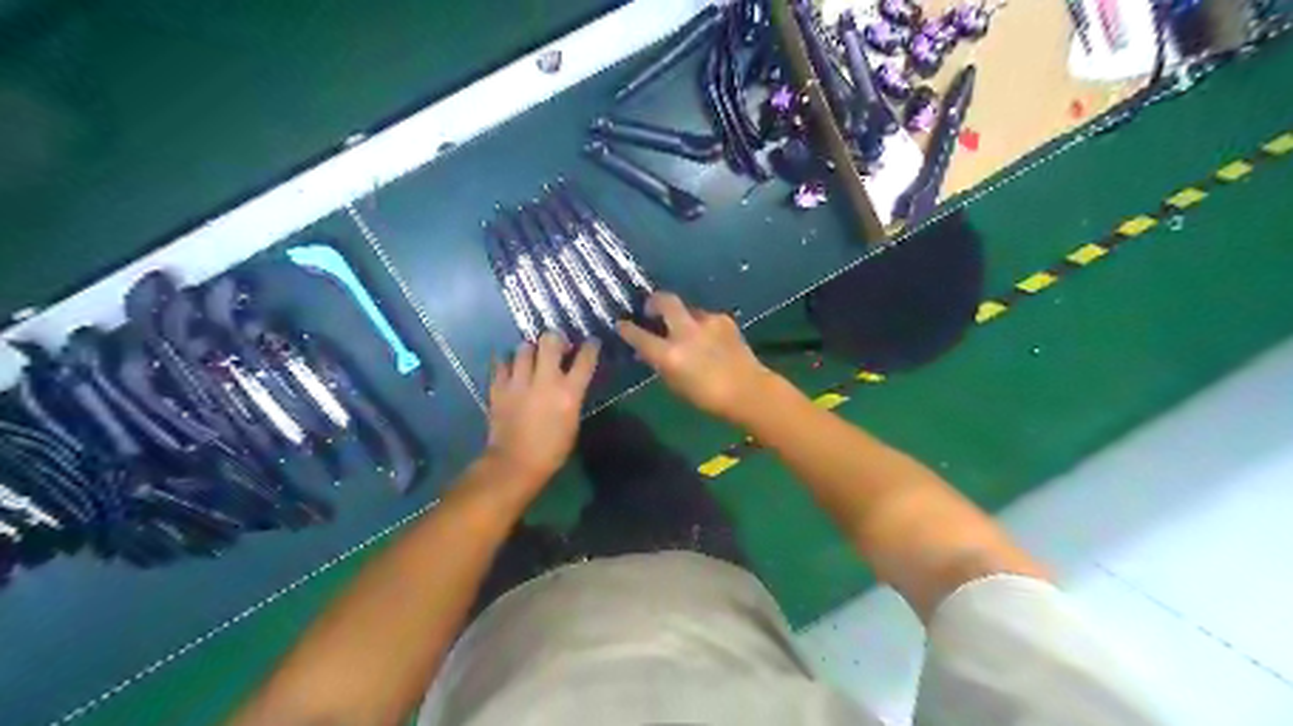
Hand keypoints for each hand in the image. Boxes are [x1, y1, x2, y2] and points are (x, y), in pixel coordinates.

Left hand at [484, 332, 599, 491]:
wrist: (514, 464)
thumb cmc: (551, 450)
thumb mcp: (572, 422)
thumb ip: (572, 397)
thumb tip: (570, 382)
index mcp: (569, 392)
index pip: (585, 359)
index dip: (590, 346)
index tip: (591, 342)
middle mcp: (545, 380)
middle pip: (550, 341)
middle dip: (555, 339)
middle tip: (556, 346)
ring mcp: (519, 382)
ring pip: (523, 349)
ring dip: (529, 350)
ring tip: (530, 357)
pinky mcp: (498, 387)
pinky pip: (500, 364)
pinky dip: (506, 363)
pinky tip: (510, 368)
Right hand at [612, 292, 764, 422]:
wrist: (749, 391)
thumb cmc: (707, 398)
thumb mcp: (675, 385)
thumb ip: (659, 364)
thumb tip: (647, 351)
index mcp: (669, 354)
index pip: (638, 335)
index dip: (626, 329)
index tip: (621, 324)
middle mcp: (686, 332)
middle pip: (664, 301)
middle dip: (653, 301)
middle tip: (650, 308)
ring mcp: (707, 322)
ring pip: (687, 309)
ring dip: (681, 316)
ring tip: (685, 330)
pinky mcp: (724, 319)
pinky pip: (705, 317)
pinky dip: (701, 325)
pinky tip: (707, 337)